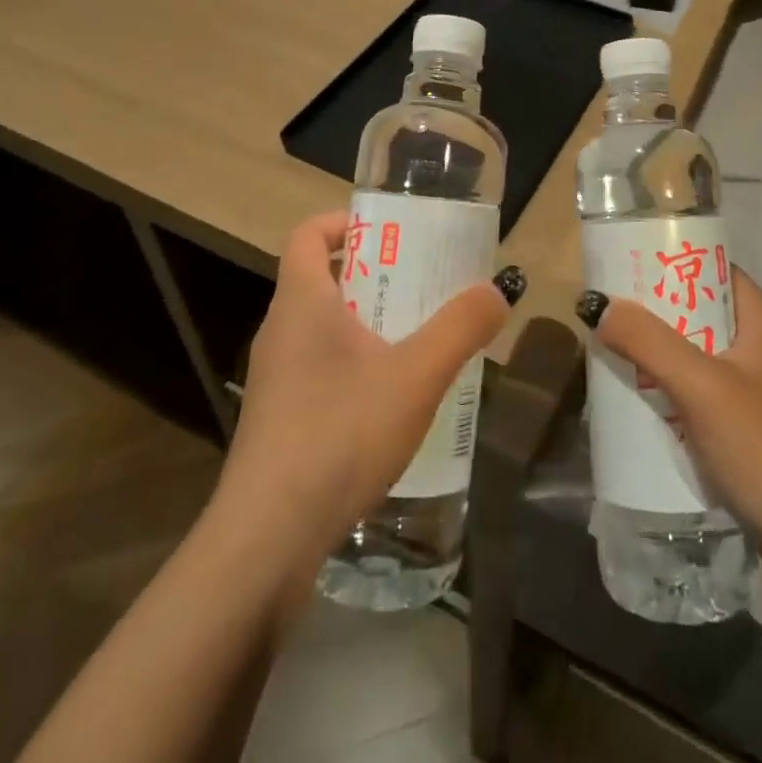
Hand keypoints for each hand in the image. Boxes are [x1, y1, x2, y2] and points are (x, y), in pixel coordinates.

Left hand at [217, 210, 518, 553]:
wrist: (267, 540)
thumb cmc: (340, 433)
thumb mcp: (416, 376)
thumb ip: (460, 328)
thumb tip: (495, 291)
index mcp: (302, 301)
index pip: (308, 234)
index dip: (343, 222)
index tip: (387, 232)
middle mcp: (279, 331)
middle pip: (319, 279)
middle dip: (371, 275)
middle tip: (420, 285)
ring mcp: (273, 379)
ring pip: (319, 328)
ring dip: (363, 323)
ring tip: (414, 341)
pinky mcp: (276, 420)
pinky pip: (316, 369)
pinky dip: (351, 365)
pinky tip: (388, 403)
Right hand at [580, 267, 761, 575]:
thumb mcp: (702, 388)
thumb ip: (649, 342)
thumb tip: (599, 306)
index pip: (715, 272)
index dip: (674, 263)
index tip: (628, 264)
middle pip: (704, 314)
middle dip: (658, 313)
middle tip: (612, 311)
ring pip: (702, 357)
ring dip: (663, 356)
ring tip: (617, 352)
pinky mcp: (757, 432)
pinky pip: (707, 396)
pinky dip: (677, 393)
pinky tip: (646, 403)